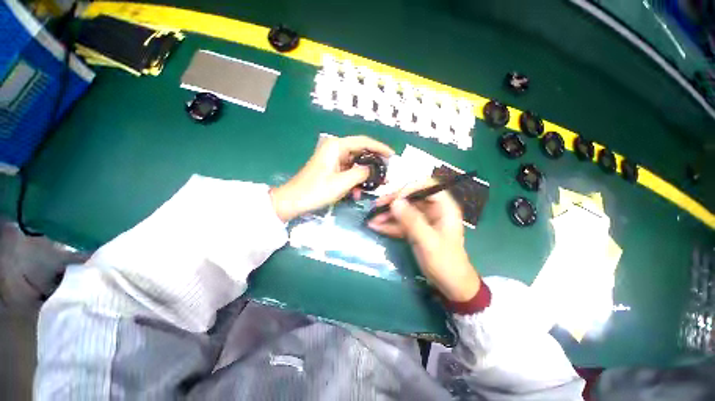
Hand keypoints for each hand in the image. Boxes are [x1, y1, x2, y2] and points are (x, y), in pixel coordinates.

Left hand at [271, 135, 394, 221]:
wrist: (293, 201)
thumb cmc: (316, 190)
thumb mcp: (342, 182)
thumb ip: (361, 173)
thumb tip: (374, 169)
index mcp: (337, 146)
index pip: (364, 141)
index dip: (380, 148)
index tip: (393, 156)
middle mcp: (335, 148)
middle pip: (360, 152)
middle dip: (374, 163)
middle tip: (386, 173)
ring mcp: (333, 159)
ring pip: (355, 163)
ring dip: (364, 175)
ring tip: (375, 185)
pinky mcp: (331, 169)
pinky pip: (348, 171)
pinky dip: (354, 180)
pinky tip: (357, 192)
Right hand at [367, 181, 480, 301]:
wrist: (451, 285)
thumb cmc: (445, 262)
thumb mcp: (428, 241)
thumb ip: (412, 221)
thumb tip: (395, 202)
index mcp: (444, 207)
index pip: (427, 186)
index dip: (410, 188)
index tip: (394, 199)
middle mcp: (433, 210)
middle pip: (411, 198)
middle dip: (392, 202)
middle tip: (376, 207)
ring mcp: (423, 220)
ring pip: (403, 211)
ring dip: (387, 214)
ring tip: (371, 220)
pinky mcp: (415, 229)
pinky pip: (400, 223)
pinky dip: (389, 225)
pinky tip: (375, 227)